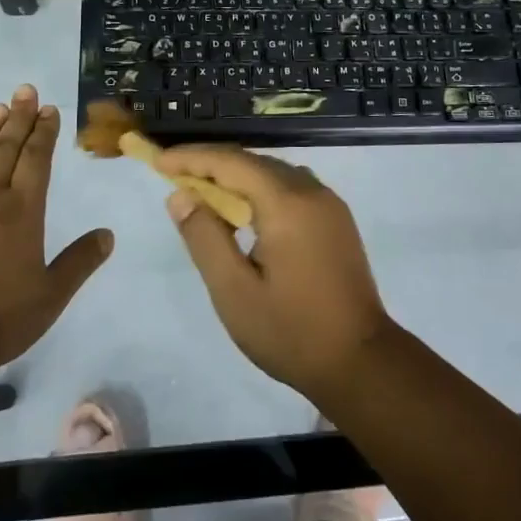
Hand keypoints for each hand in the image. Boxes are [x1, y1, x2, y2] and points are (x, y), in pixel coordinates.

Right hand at [158, 143, 394, 398]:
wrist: (361, 362)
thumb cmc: (291, 331)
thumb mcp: (234, 291)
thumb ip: (204, 237)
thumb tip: (180, 196)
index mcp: (286, 202)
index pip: (231, 161)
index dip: (192, 158)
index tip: (159, 161)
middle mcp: (311, 190)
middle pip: (253, 162)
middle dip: (211, 165)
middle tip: (175, 178)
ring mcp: (329, 203)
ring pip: (273, 173)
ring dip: (237, 177)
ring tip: (203, 194)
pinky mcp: (337, 219)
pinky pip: (291, 188)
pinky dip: (260, 190)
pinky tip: (244, 214)